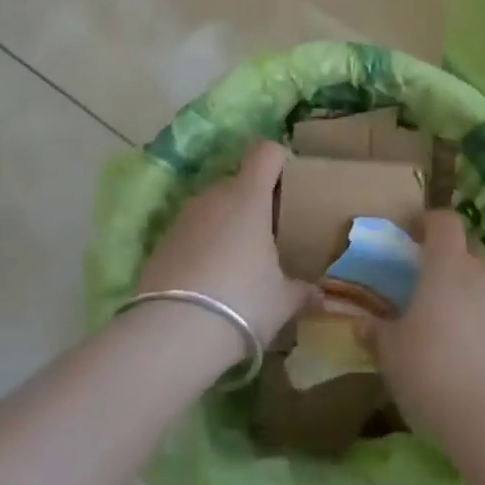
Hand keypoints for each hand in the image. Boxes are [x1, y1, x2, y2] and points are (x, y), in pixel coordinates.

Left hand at [136, 140, 311, 347]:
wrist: (172, 333)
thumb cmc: (242, 301)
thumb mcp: (282, 301)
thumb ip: (303, 292)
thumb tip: (322, 296)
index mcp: (249, 196)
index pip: (265, 152)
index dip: (279, 160)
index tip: (289, 186)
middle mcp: (215, 196)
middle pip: (239, 181)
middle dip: (254, 201)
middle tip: (269, 235)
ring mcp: (185, 217)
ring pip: (214, 206)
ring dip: (227, 223)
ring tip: (239, 261)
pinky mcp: (162, 241)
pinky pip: (192, 231)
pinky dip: (203, 245)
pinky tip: (210, 280)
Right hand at [373, 210, 484, 447]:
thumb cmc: (432, 369)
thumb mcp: (390, 352)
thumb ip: (376, 332)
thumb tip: (361, 323)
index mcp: (447, 264)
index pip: (444, 221)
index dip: (428, 222)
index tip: (411, 234)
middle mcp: (479, 274)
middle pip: (467, 248)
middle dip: (447, 256)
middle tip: (423, 279)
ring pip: (482, 281)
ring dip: (464, 290)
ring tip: (441, 318)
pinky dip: (478, 320)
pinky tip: (462, 350)